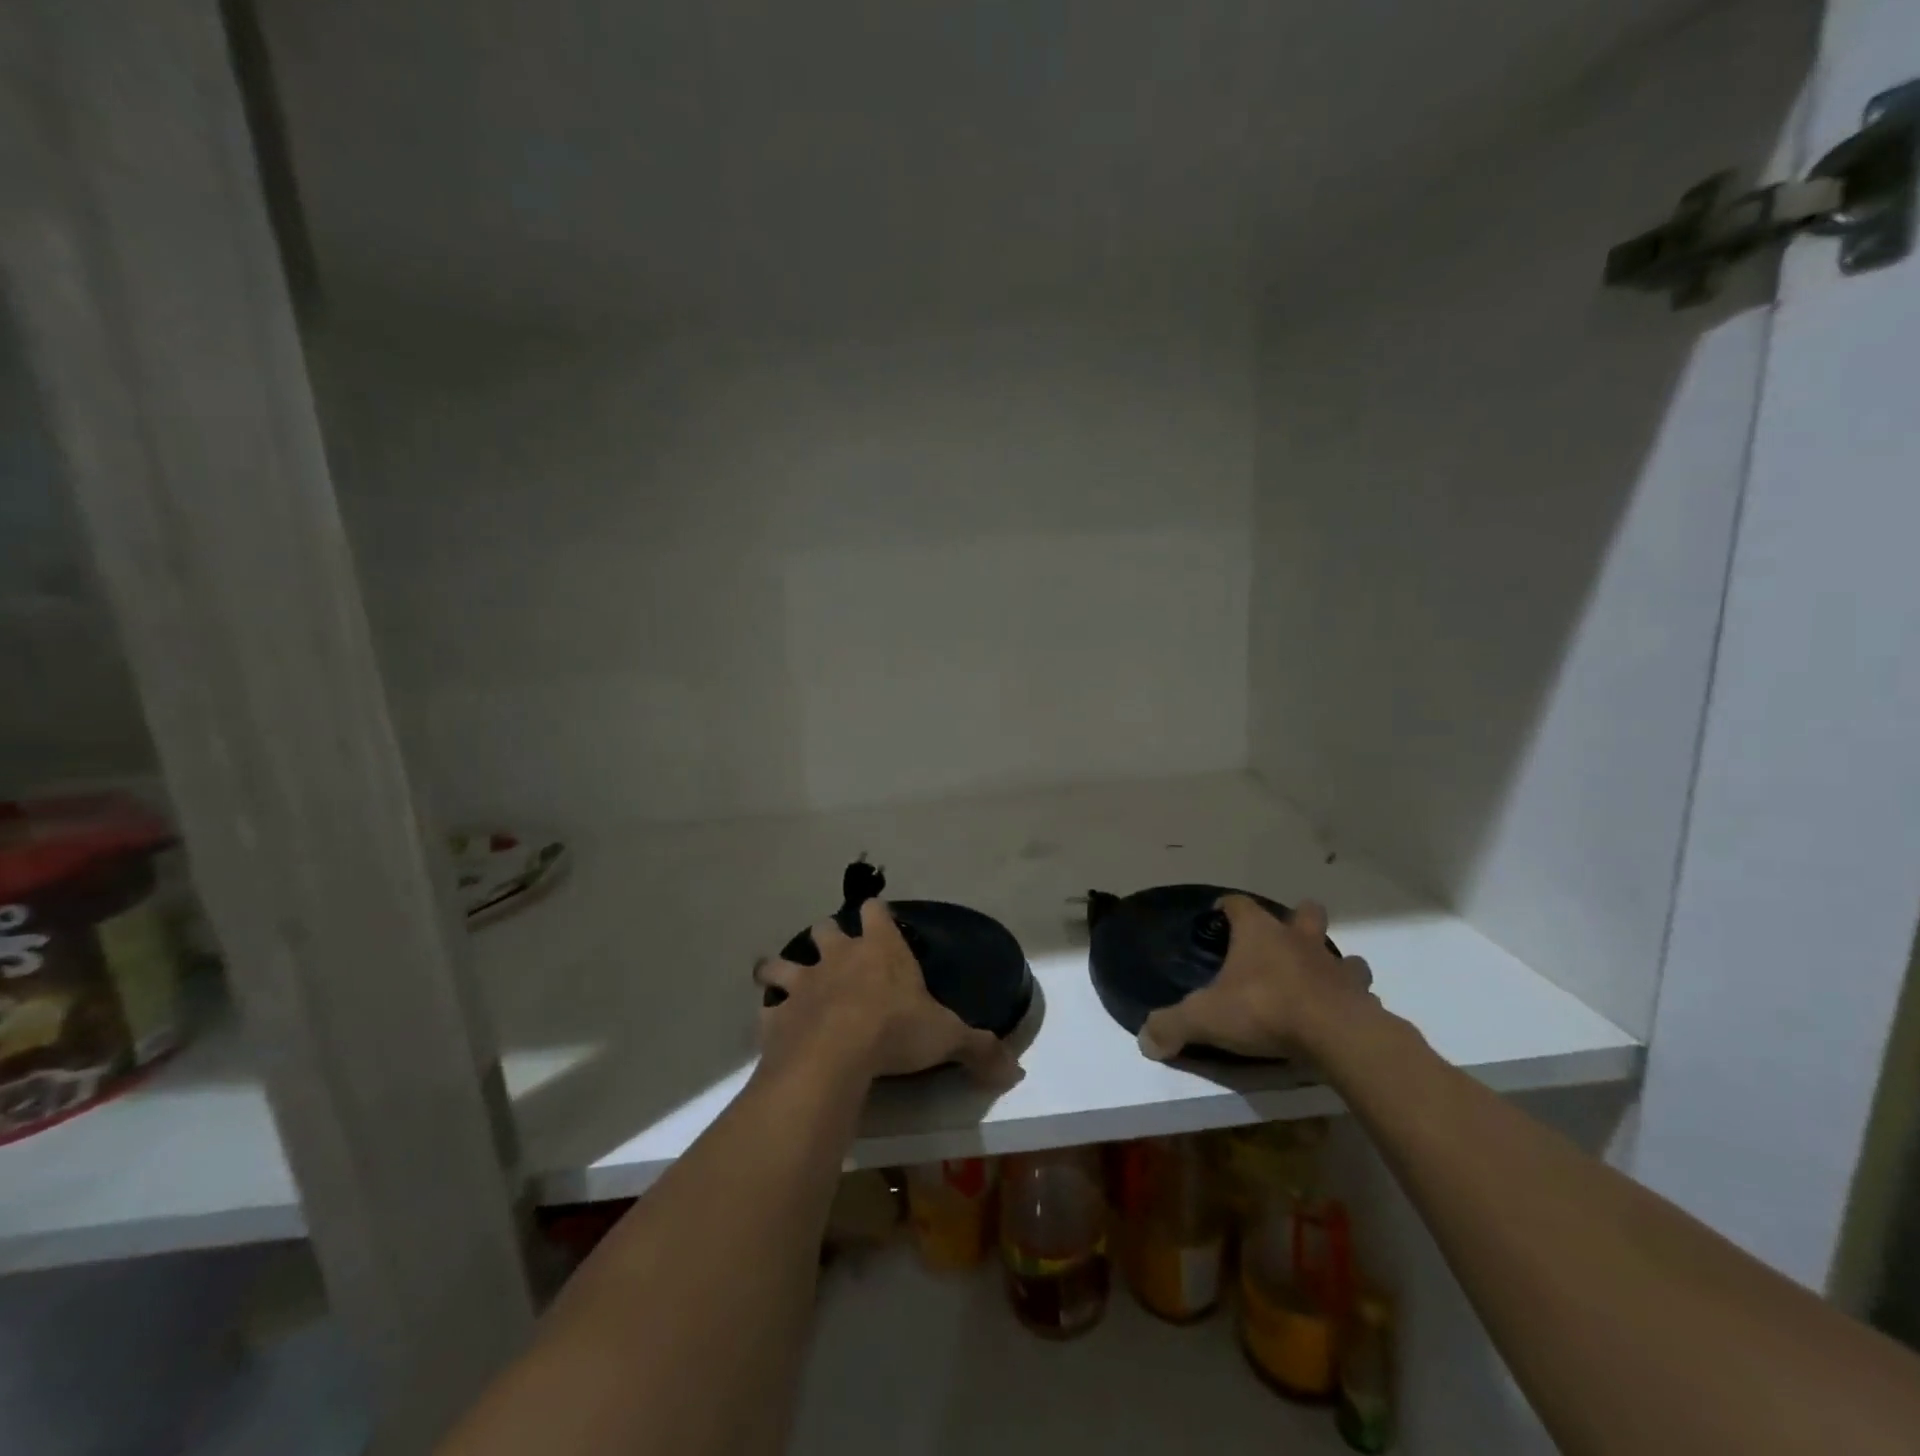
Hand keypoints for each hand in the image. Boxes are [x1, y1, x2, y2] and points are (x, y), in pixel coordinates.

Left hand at [755, 899, 1022, 1086]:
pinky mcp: (777, 1015)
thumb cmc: (895, 1030)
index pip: (875, 910)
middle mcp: (838, 956)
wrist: (834, 1054)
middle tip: (835, 954)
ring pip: (782, 962)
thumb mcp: (947, 1037)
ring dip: (781, 969)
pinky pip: (768, 1011)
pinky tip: (776, 1029)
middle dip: (828, 936)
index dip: (875, 913)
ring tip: (784, 980)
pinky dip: (771, 1017)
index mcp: (879, 949)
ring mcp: (803, 983)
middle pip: (824, 928)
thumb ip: (979, 1048)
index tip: (877, 918)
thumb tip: (1016, 1070)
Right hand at [1138, 895, 1376, 1061]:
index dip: (1229, 906)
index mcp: (1260, 934)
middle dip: (1297, 920)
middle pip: (1304, 913)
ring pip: (1341, 954)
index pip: (1240, 905)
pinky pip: (1359, 994)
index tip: (1221, 913)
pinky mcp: (1361, 999)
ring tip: (1318, 981)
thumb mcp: (1205, 1018)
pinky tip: (1340, 1017)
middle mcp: (1299, 941)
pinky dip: (1351, 1001)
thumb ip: (1172, 1025)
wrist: (1337, 1036)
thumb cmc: (1265, 1010)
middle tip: (1282, 940)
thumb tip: (1144, 1039)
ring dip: (1331, 963)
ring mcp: (1335, 968)